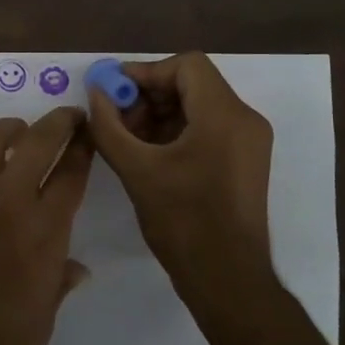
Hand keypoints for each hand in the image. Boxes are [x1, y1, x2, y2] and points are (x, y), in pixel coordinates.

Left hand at [0, 107, 92, 344]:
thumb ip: (59, 281)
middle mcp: (6, 204)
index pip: (71, 172)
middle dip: (58, 122)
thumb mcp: (43, 320)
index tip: (92, 133)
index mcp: (42, 233)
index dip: (85, 148)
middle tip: (70, 116)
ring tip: (24, 133)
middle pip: (36, 141)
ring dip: (13, 129)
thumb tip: (77, 267)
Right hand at [85, 52, 275, 314]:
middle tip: (116, 117)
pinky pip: (209, 128)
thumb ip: (109, 126)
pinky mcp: (246, 160)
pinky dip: (178, 131)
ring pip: (200, 106)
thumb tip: (95, 92)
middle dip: (150, 95)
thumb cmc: (183, 221)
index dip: (146, 72)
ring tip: (128, 139)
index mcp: (224, 115)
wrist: (227, 279)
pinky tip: (149, 154)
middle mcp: (244, 119)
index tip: (114, 92)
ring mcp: (249, 141)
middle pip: (193, 83)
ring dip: (161, 114)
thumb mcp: (136, 170)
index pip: (186, 65)